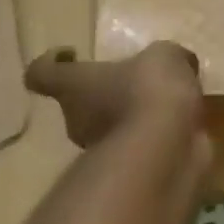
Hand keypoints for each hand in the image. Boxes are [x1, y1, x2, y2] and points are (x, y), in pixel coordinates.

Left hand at [23, 42, 203, 148]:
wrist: (165, 150)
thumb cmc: (149, 91)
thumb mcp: (164, 56)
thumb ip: (165, 58)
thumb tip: (177, 64)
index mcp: (74, 85)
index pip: (42, 73)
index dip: (51, 61)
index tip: (72, 53)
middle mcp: (77, 118)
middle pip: (79, 101)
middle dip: (105, 90)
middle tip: (137, 79)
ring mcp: (100, 149)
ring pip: (109, 125)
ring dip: (131, 115)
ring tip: (168, 102)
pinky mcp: (126, 170)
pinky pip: (136, 145)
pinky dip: (152, 136)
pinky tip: (181, 125)